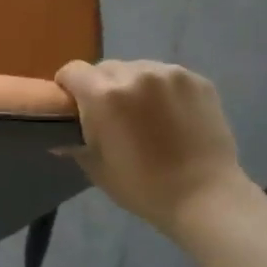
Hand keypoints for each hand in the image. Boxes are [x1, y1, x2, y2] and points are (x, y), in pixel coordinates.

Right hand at [54, 59, 247, 233]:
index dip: (68, 87)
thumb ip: (76, 144)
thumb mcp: (99, 169)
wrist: (206, 197)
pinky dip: (163, 90)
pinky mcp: (197, 80)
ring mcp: (170, 74)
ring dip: (134, 86)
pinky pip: (167, 76)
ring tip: (146, 116)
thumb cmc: (144, 188)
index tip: (74, 106)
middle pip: (105, 68)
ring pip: (138, 69)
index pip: (72, 71)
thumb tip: (60, 138)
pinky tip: (172, 117)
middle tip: (112, 116)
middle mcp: (135, 74)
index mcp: (104, 95)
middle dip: (102, 87)